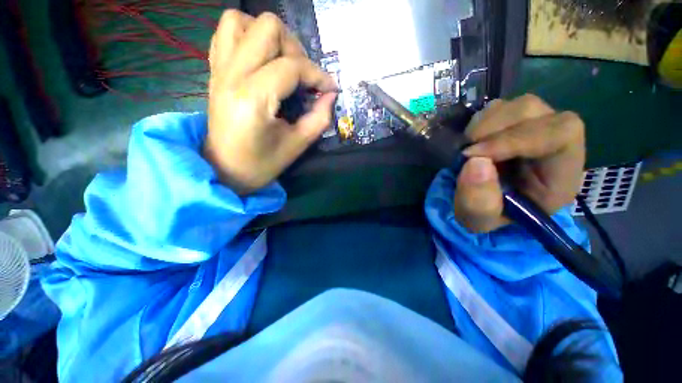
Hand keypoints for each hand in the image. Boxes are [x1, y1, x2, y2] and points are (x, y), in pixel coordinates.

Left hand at [204, 11, 337, 193]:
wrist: (224, 170)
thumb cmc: (262, 164)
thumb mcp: (297, 145)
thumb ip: (319, 118)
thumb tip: (331, 94)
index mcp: (254, 99)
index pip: (292, 67)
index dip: (318, 75)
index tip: (330, 88)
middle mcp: (232, 75)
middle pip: (267, 28)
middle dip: (295, 49)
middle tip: (303, 76)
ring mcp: (219, 69)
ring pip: (242, 21)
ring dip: (269, 37)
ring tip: (282, 63)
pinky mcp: (214, 71)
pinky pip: (226, 33)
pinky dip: (248, 37)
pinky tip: (261, 60)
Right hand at [453, 94, 585, 232]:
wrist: (484, 205)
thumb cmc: (490, 216)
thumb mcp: (479, 220)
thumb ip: (478, 201)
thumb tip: (474, 162)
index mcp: (560, 174)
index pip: (560, 135)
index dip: (516, 138)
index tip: (474, 155)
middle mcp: (554, 144)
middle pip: (535, 112)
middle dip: (493, 129)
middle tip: (466, 152)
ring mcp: (535, 129)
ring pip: (517, 106)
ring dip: (484, 125)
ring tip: (468, 148)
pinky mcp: (515, 124)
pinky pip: (500, 108)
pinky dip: (480, 122)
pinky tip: (472, 141)